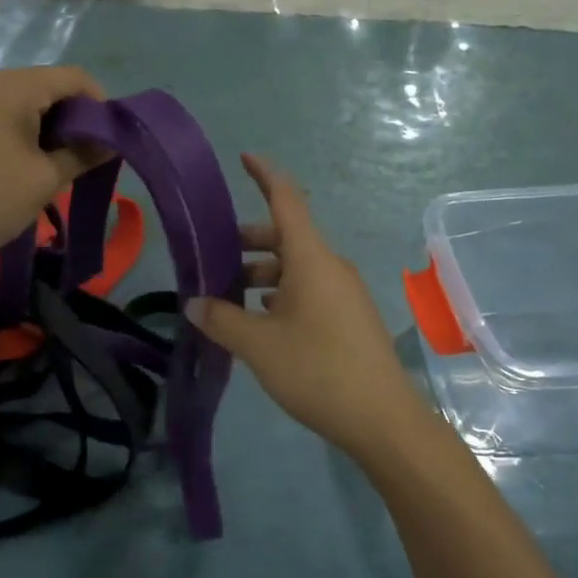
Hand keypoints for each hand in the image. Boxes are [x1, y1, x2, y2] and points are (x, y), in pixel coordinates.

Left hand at [0, 66, 107, 276]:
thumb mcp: (44, 180)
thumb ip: (83, 154)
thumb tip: (110, 142)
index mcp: (10, 85)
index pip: (74, 78)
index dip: (101, 106)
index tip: (111, 143)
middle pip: (47, 87)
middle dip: (73, 121)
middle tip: (85, 161)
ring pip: (22, 103)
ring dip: (47, 131)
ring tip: (54, 170)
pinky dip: (20, 134)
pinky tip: (21, 168)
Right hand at [191, 155, 428, 462]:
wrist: (383, 420)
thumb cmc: (318, 371)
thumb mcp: (259, 345)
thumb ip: (222, 319)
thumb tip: (194, 304)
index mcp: (311, 258)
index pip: (287, 199)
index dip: (265, 174)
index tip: (244, 157)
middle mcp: (330, 266)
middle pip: (286, 236)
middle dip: (249, 241)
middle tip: (214, 257)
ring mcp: (343, 292)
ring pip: (296, 267)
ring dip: (261, 274)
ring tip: (229, 299)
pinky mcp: (349, 317)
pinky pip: (308, 290)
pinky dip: (280, 294)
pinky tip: (260, 321)